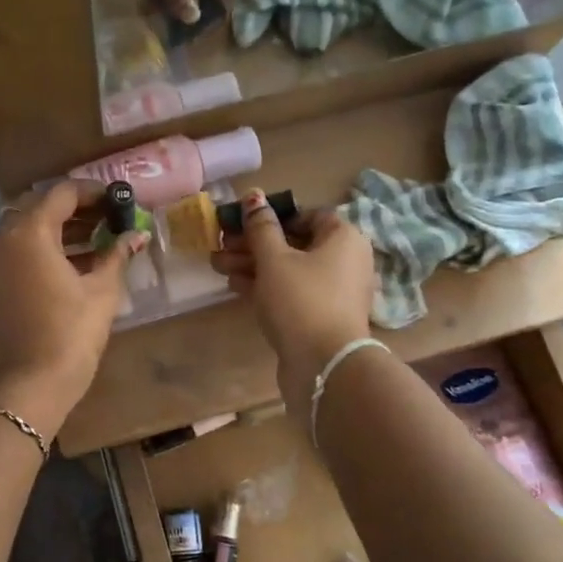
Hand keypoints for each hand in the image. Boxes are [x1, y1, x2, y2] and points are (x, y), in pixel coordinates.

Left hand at [0, 181, 145, 437]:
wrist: (28, 386)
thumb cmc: (70, 334)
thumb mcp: (102, 292)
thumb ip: (116, 255)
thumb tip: (136, 236)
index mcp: (30, 232)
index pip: (62, 193)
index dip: (94, 192)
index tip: (119, 200)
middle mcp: (4, 238)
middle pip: (40, 206)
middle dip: (75, 208)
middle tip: (108, 218)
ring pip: (26, 229)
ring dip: (59, 228)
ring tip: (96, 239)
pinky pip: (18, 251)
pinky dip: (43, 248)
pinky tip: (73, 263)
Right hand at [211, 189, 377, 412]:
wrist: (324, 364)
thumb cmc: (301, 300)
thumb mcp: (274, 259)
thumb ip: (261, 227)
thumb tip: (253, 196)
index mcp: (343, 237)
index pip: (308, 214)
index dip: (273, 216)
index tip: (243, 223)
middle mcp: (344, 260)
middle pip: (294, 243)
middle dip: (254, 243)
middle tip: (221, 245)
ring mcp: (333, 291)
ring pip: (289, 269)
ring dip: (254, 265)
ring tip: (218, 265)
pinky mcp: (320, 316)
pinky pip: (292, 292)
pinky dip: (266, 286)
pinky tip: (235, 286)